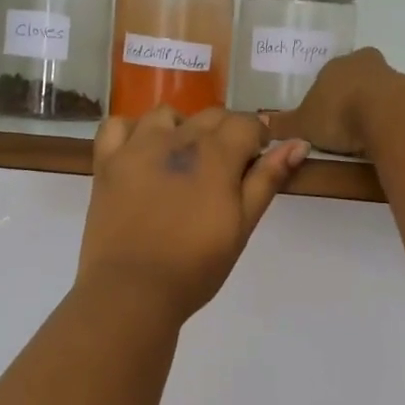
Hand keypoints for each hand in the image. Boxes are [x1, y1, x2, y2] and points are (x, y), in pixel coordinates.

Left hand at [76, 107, 309, 322]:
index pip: (246, 123)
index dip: (256, 140)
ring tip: (180, 160)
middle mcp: (177, 138)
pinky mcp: (106, 161)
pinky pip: (118, 125)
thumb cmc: (195, 267)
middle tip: (221, 172)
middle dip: (224, 133)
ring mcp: (137, 146)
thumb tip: (298, 143)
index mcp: (216, 153)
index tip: (253, 164)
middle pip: (210, 115)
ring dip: (180, 128)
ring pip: (166, 115)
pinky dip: (131, 131)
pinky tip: (139, 152)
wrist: (133, 290)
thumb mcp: (242, 226)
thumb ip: (267, 179)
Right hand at [264, 48, 400, 157]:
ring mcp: (391, 76)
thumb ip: (283, 126)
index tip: (322, 114)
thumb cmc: (337, 113)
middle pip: (355, 78)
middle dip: (349, 97)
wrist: (386, 116)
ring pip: (377, 91)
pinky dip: (388, 121)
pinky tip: (381, 139)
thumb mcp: (302, 125)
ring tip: (361, 138)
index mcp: (334, 65)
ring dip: (371, 109)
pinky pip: (395, 108)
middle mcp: (363, 63)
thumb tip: (258, 124)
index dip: (324, 94)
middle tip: (341, 124)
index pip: (327, 74)